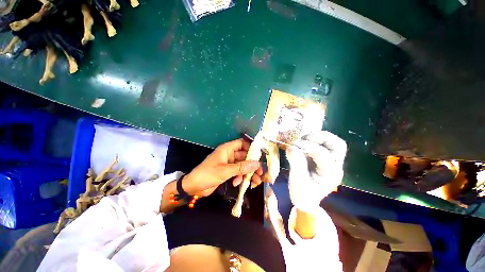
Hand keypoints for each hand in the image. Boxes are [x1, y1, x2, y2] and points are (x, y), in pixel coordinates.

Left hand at [183, 138, 263, 196]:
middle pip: (244, 156)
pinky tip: (237, 183)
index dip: (251, 148)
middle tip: (260, 173)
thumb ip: (241, 167)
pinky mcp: (227, 172)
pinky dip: (239, 177)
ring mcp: (228, 164)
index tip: (259, 156)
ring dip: (248, 173)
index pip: (242, 143)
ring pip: (242, 165)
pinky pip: (238, 172)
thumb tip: (256, 164)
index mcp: (227, 149)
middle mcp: (229, 155)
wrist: (193, 187)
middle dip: (252, 165)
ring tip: (255, 181)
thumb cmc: (207, 175)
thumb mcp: (225, 171)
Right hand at [286, 131, 346, 213]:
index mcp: (330, 174)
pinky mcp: (325, 158)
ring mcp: (332, 162)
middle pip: (337, 145)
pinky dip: (313, 140)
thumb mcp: (297, 183)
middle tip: (303, 139)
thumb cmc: (302, 195)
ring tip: (302, 140)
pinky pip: (324, 144)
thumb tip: (291, 147)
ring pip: (333, 142)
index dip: (307, 147)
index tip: (292, 146)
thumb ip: (296, 165)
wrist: (306, 201)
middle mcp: (335, 166)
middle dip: (320, 138)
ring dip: (317, 137)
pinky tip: (303, 143)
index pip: (322, 154)